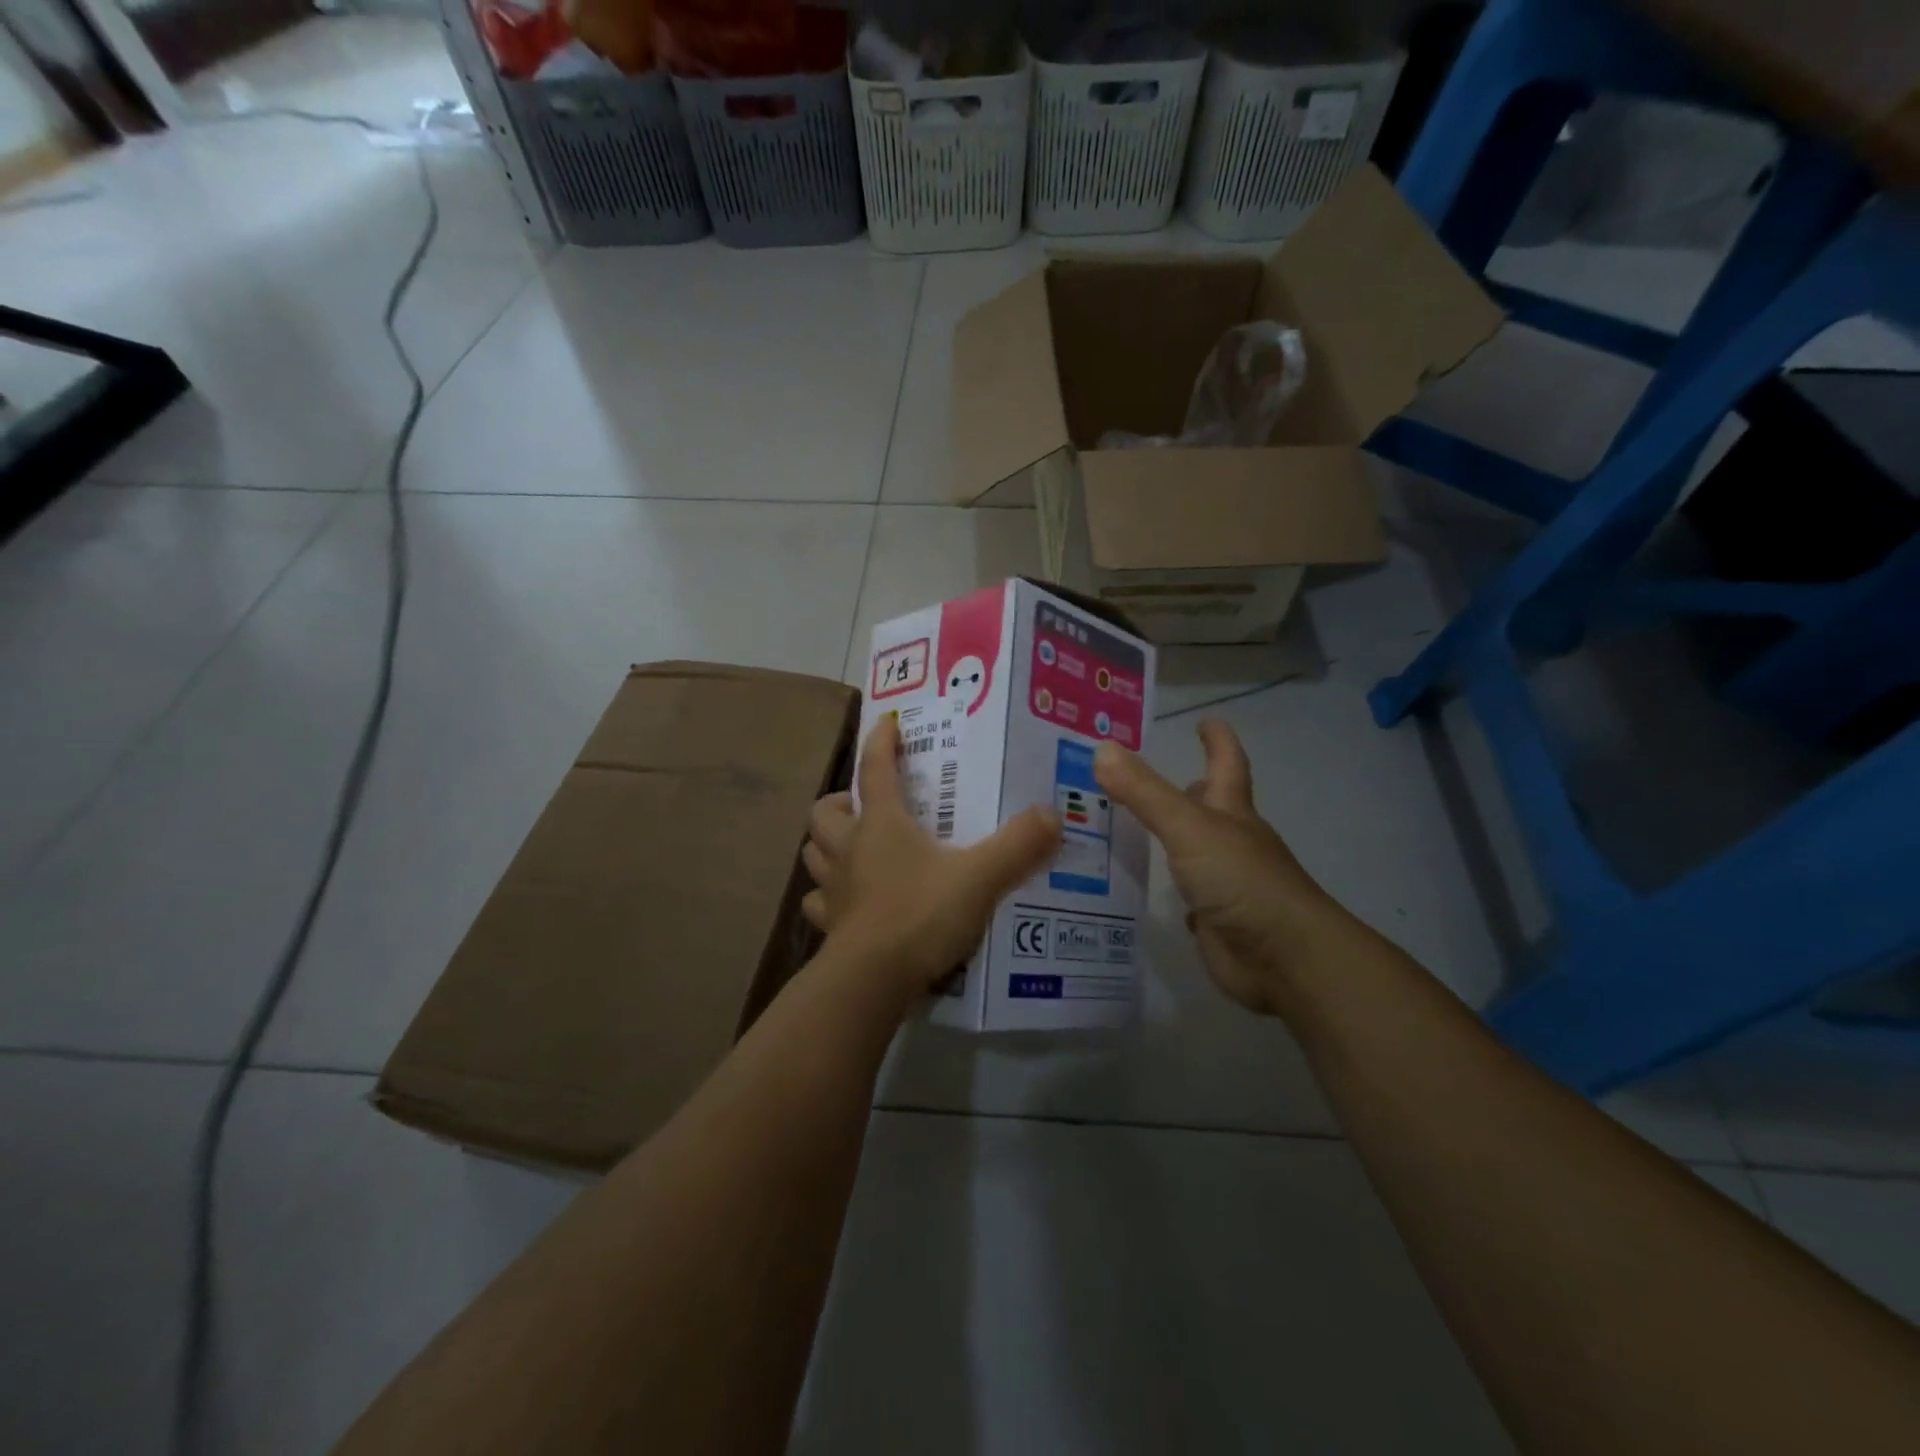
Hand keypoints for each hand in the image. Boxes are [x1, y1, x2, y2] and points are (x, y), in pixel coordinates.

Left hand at [802, 716, 1062, 998]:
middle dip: (840, 802)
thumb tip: (1053, 815)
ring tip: (851, 848)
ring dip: (827, 845)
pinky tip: (847, 902)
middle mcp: (849, 848)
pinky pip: (818, 903)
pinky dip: (828, 896)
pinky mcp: (829, 926)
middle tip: (864, 807)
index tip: (887, 723)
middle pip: (825, 811)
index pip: (874, 769)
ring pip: (814, 853)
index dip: (880, 742)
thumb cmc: (920, 914)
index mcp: (880, 824)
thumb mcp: (979, 877)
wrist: (871, 980)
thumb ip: (1018, 846)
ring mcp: (834, 888)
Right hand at [1094, 719, 1351, 1015]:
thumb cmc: (1241, 879)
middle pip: (1207, 806)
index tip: (1205, 720)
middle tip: (1135, 778)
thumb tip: (1101, 748)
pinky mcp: (1212, 919)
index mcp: (1230, 811)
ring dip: (1165, 838)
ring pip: (1190, 851)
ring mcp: (1223, 882)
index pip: (1225, 763)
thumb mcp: (1188, 827)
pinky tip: (1137, 885)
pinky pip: (1183, 894)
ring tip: (1118, 827)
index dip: (1217, 740)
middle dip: (1182, 789)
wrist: (1283, 958)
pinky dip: (1165, 886)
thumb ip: (1144, 792)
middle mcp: (1229, 841)